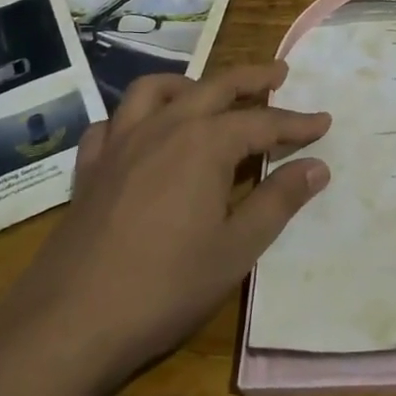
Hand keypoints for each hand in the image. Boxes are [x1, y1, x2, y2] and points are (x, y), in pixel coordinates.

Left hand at [4, 63, 330, 386]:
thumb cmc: (166, 285)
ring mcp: (121, 142)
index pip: (263, 123)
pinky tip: (143, 133)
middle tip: (278, 74)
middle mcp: (164, 127)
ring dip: (190, 83)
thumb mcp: (236, 248)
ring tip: (208, 93)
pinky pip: (113, 122)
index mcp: (205, 143)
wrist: (72, 320)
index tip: (323, 122)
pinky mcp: (91, 166)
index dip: (296, 123)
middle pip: (215, 87)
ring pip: (156, 90)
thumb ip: (278, 201)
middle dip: (251, 79)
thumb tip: (316, 166)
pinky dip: (134, 116)